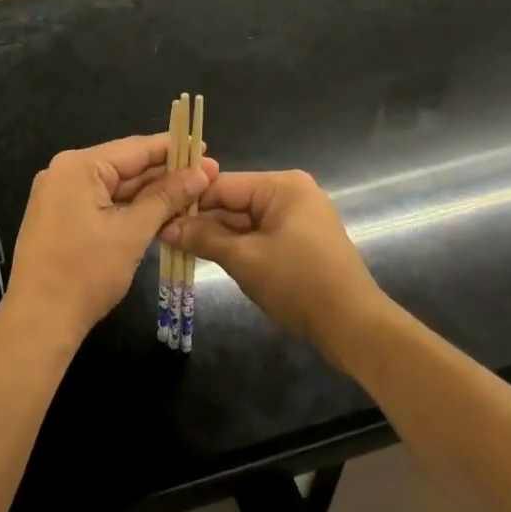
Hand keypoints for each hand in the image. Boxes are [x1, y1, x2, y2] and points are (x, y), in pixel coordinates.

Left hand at [6, 134, 216, 350]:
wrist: (39, 320)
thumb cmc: (86, 272)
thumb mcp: (131, 232)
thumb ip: (166, 198)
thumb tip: (200, 173)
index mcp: (78, 167)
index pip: (134, 148)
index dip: (172, 148)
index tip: (204, 147)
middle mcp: (65, 173)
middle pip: (125, 166)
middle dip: (164, 174)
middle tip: (207, 176)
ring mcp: (60, 196)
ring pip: (115, 187)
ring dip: (150, 194)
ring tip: (192, 195)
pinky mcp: (61, 218)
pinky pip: (103, 203)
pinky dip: (130, 209)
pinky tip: (161, 213)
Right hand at [162, 170, 381, 354]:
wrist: (353, 326)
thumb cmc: (299, 283)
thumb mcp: (244, 259)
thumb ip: (204, 238)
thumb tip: (166, 227)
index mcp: (282, 186)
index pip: (223, 185)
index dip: (189, 201)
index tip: (157, 215)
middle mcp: (290, 193)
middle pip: (233, 202)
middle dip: (201, 221)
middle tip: (163, 236)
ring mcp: (297, 217)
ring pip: (243, 221)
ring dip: (216, 236)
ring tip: (177, 247)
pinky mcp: (299, 241)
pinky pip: (258, 235)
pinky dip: (237, 246)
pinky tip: (209, 256)